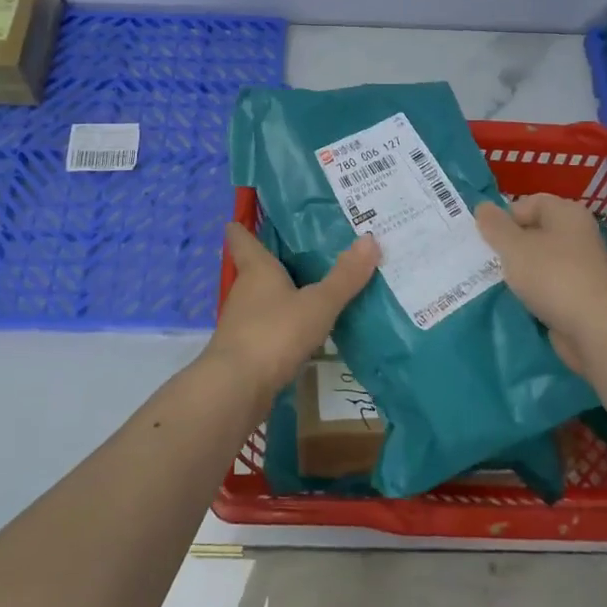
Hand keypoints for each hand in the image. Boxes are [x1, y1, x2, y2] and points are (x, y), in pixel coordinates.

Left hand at [208, 222, 380, 395]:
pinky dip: (283, 325)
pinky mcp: (246, 350)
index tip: (243, 218)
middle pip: (255, 269)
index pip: (241, 239)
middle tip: (306, 250)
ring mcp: (242, 322)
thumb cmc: (274, 333)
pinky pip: (268, 327)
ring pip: (262, 300)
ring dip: (281, 295)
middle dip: (275, 261)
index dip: (242, 228)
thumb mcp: (317, 304)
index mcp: (257, 269)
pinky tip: (304, 330)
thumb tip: (369, 239)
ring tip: (312, 288)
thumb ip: (344, 277)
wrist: (236, 388)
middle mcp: (245, 291)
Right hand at [476, 194, 606, 375]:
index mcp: (567, 212)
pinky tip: (520, 298)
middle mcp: (578, 232)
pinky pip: (550, 280)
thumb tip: (482, 207)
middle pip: (534, 230)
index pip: (528, 203)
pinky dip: (535, 287)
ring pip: (541, 257)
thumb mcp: (513, 247)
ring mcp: (582, 263)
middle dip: (510, 243)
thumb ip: (495, 225)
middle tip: (489, 259)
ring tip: (501, 280)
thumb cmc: (551, 276)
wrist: (593, 329)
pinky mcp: (582, 290)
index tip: (487, 239)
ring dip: (520, 267)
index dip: (504, 218)